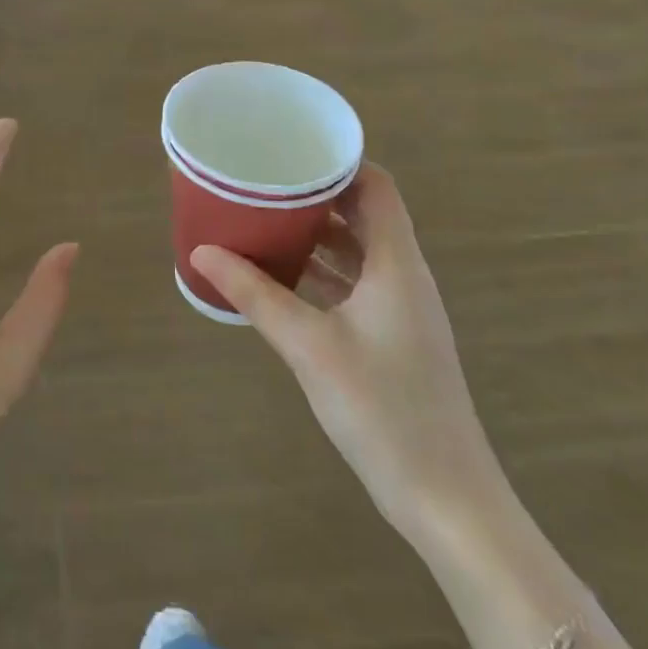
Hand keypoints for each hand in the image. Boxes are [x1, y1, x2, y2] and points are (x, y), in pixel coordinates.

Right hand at [192, 165, 508, 547]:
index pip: (377, 186)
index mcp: (396, 264)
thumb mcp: (309, 346)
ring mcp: (401, 309)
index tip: (291, 150)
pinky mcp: (392, 337)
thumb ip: (255, 294)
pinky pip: (354, 283)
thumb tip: (201, 251)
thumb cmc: (383, 408)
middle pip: (365, 213)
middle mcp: (403, 276)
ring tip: (264, 218)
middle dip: (317, 194)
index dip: (340, 161)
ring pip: (358, 250)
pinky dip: (321, 270)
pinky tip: (281, 276)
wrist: (446, 498)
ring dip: (317, 233)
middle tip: (264, 181)